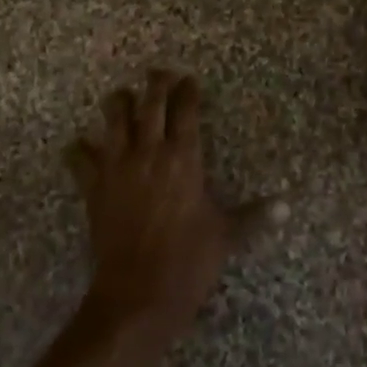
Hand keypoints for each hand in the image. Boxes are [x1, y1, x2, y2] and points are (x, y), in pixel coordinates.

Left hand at [67, 70, 264, 339]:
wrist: (138, 293)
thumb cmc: (188, 261)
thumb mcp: (226, 235)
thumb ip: (255, 216)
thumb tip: (287, 206)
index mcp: (183, 158)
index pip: (185, 111)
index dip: (187, 91)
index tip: (189, 80)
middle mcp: (149, 152)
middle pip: (149, 104)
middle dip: (155, 84)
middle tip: (159, 73)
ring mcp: (117, 166)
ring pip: (113, 119)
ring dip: (118, 103)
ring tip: (123, 96)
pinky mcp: (94, 186)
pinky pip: (79, 158)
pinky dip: (79, 149)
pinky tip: (79, 145)